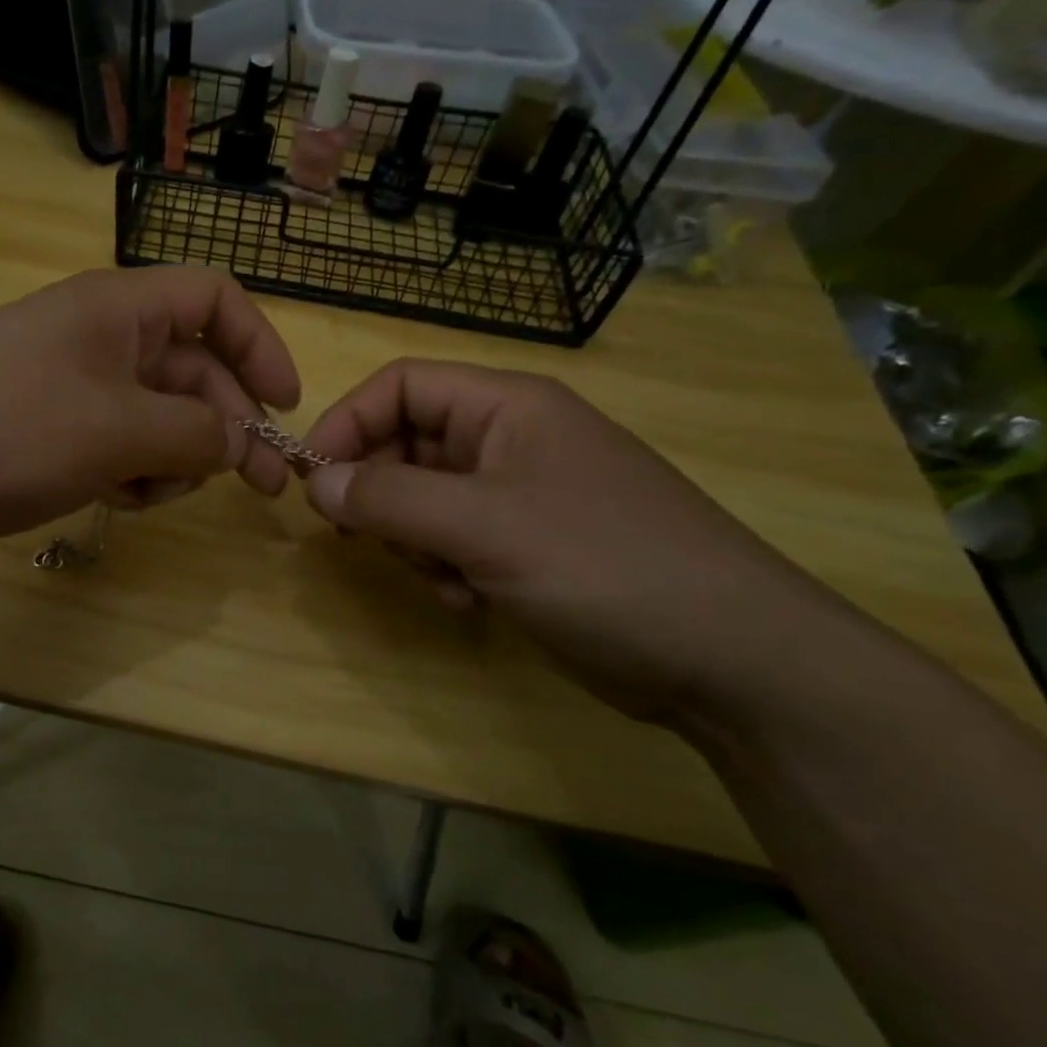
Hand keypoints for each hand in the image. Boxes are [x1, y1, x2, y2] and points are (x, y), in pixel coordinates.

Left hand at [0, 268, 300, 559]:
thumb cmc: (5, 427)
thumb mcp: (116, 428)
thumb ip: (194, 431)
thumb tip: (241, 439)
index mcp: (121, 310)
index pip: (214, 300)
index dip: (259, 346)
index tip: (285, 406)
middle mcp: (102, 341)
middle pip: (193, 370)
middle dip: (227, 425)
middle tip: (259, 485)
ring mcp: (74, 390)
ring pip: (159, 418)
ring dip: (175, 458)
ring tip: (156, 492)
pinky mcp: (51, 435)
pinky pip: (119, 448)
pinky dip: (134, 474)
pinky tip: (119, 501)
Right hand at [299, 360, 861, 727]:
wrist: (733, 661)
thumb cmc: (605, 567)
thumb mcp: (484, 526)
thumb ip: (390, 499)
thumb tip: (316, 483)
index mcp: (507, 407)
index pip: (401, 385)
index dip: (348, 423)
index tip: (313, 481)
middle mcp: (510, 440)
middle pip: (406, 444)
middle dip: (382, 495)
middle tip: (370, 542)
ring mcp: (521, 495)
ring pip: (424, 499)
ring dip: (414, 541)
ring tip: (444, 579)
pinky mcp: (528, 545)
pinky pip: (454, 540)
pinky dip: (444, 568)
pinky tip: (468, 602)